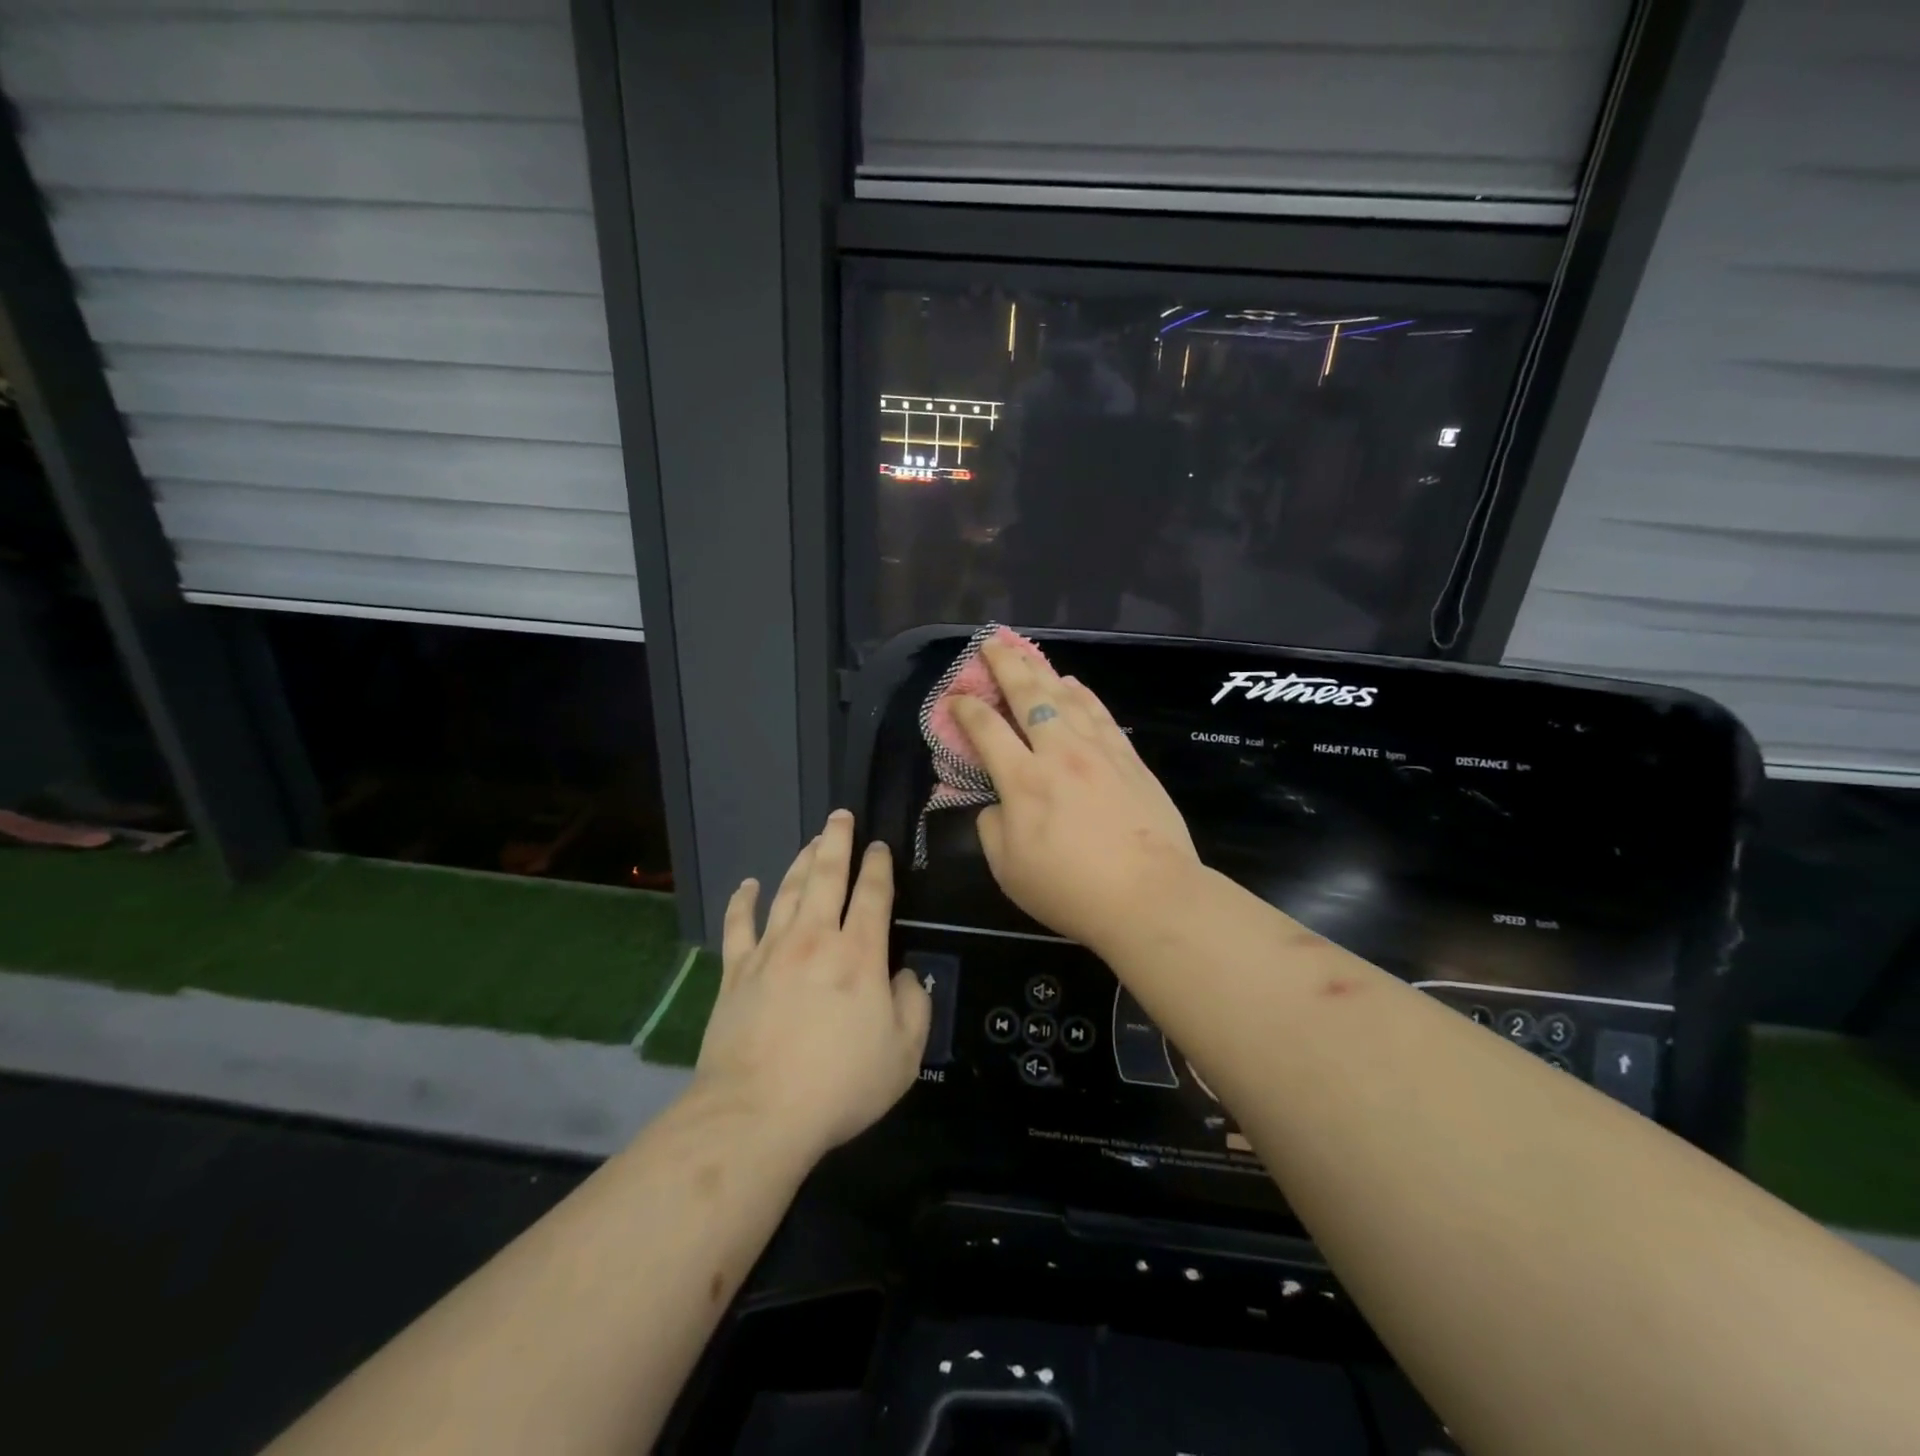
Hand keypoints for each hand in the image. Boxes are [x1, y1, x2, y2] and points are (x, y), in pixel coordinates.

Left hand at [694, 811, 930, 1165]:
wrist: (757, 1114)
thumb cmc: (839, 1085)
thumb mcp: (904, 1054)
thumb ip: (915, 1005)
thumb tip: (905, 974)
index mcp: (858, 955)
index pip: (872, 894)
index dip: (878, 866)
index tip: (879, 847)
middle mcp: (814, 939)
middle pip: (825, 876)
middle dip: (836, 842)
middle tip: (839, 816)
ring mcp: (770, 952)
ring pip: (786, 892)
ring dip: (800, 862)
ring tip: (810, 841)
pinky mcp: (736, 972)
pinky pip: (739, 925)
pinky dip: (743, 901)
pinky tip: (748, 885)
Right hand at [950, 640, 1202, 951]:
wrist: (1149, 896)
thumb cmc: (1070, 890)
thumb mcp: (1008, 870)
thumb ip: (991, 828)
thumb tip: (996, 803)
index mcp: (1022, 781)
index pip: (986, 730)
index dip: (965, 709)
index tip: (954, 697)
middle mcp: (1058, 753)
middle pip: (1027, 695)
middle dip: (1005, 665)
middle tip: (991, 643)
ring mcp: (1098, 751)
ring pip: (1065, 697)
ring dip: (1041, 670)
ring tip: (1026, 653)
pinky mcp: (1129, 759)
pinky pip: (1100, 714)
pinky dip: (1083, 694)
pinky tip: (1073, 684)